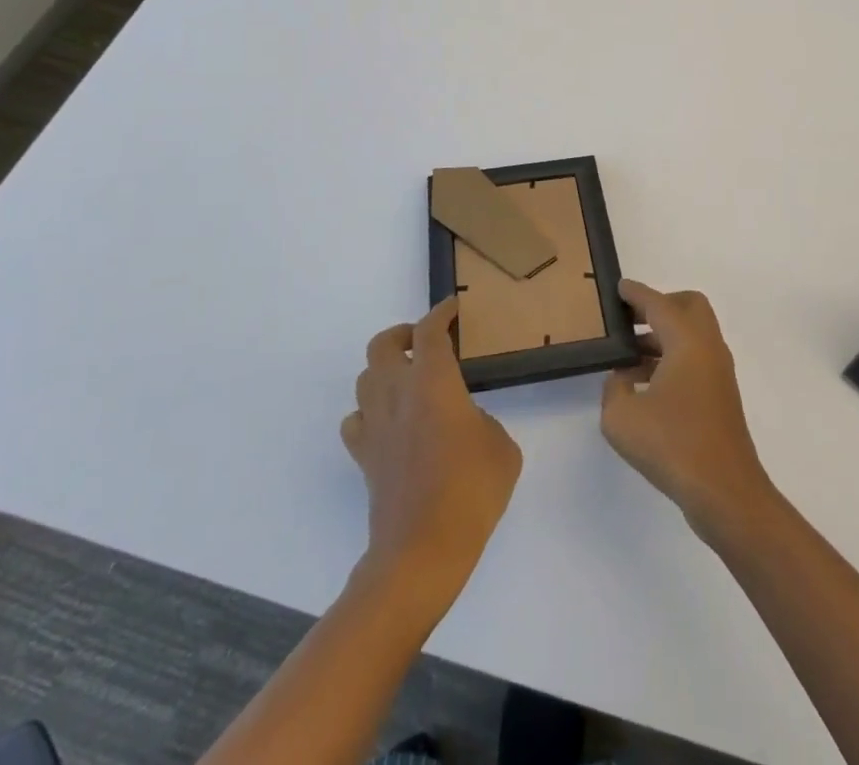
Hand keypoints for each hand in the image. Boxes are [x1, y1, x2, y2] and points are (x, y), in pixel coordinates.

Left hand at [341, 298, 521, 602]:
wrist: (422, 551)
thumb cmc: (471, 491)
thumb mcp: (501, 447)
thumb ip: (482, 420)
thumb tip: (464, 422)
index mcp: (434, 381)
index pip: (431, 331)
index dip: (442, 312)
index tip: (454, 307)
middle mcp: (397, 393)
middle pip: (384, 344)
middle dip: (404, 334)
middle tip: (426, 342)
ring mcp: (375, 425)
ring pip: (365, 377)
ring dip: (385, 370)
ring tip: (410, 380)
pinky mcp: (363, 457)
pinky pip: (357, 419)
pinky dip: (370, 412)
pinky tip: (389, 423)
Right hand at [601, 280, 773, 536]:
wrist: (725, 492)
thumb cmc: (673, 446)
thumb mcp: (622, 418)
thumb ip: (614, 389)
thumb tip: (622, 379)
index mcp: (687, 341)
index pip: (659, 304)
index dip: (636, 294)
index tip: (618, 287)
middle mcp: (708, 347)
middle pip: (688, 306)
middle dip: (659, 306)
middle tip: (630, 319)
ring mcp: (718, 372)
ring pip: (692, 334)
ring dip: (663, 335)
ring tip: (628, 355)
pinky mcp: (720, 396)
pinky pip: (694, 359)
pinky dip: (671, 358)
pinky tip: (644, 385)